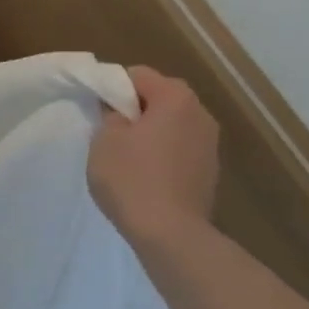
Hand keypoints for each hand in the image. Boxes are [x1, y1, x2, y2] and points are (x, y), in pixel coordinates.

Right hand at [88, 67, 220, 244]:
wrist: (170, 233)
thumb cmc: (132, 179)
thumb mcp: (104, 140)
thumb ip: (110, 114)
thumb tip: (118, 111)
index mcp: (175, 97)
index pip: (137, 75)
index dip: (113, 89)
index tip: (97, 113)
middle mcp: (200, 113)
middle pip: (159, 97)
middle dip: (134, 110)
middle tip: (109, 135)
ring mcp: (210, 143)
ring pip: (171, 124)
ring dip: (150, 133)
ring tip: (127, 158)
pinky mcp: (210, 170)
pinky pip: (180, 149)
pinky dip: (163, 154)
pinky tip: (146, 177)